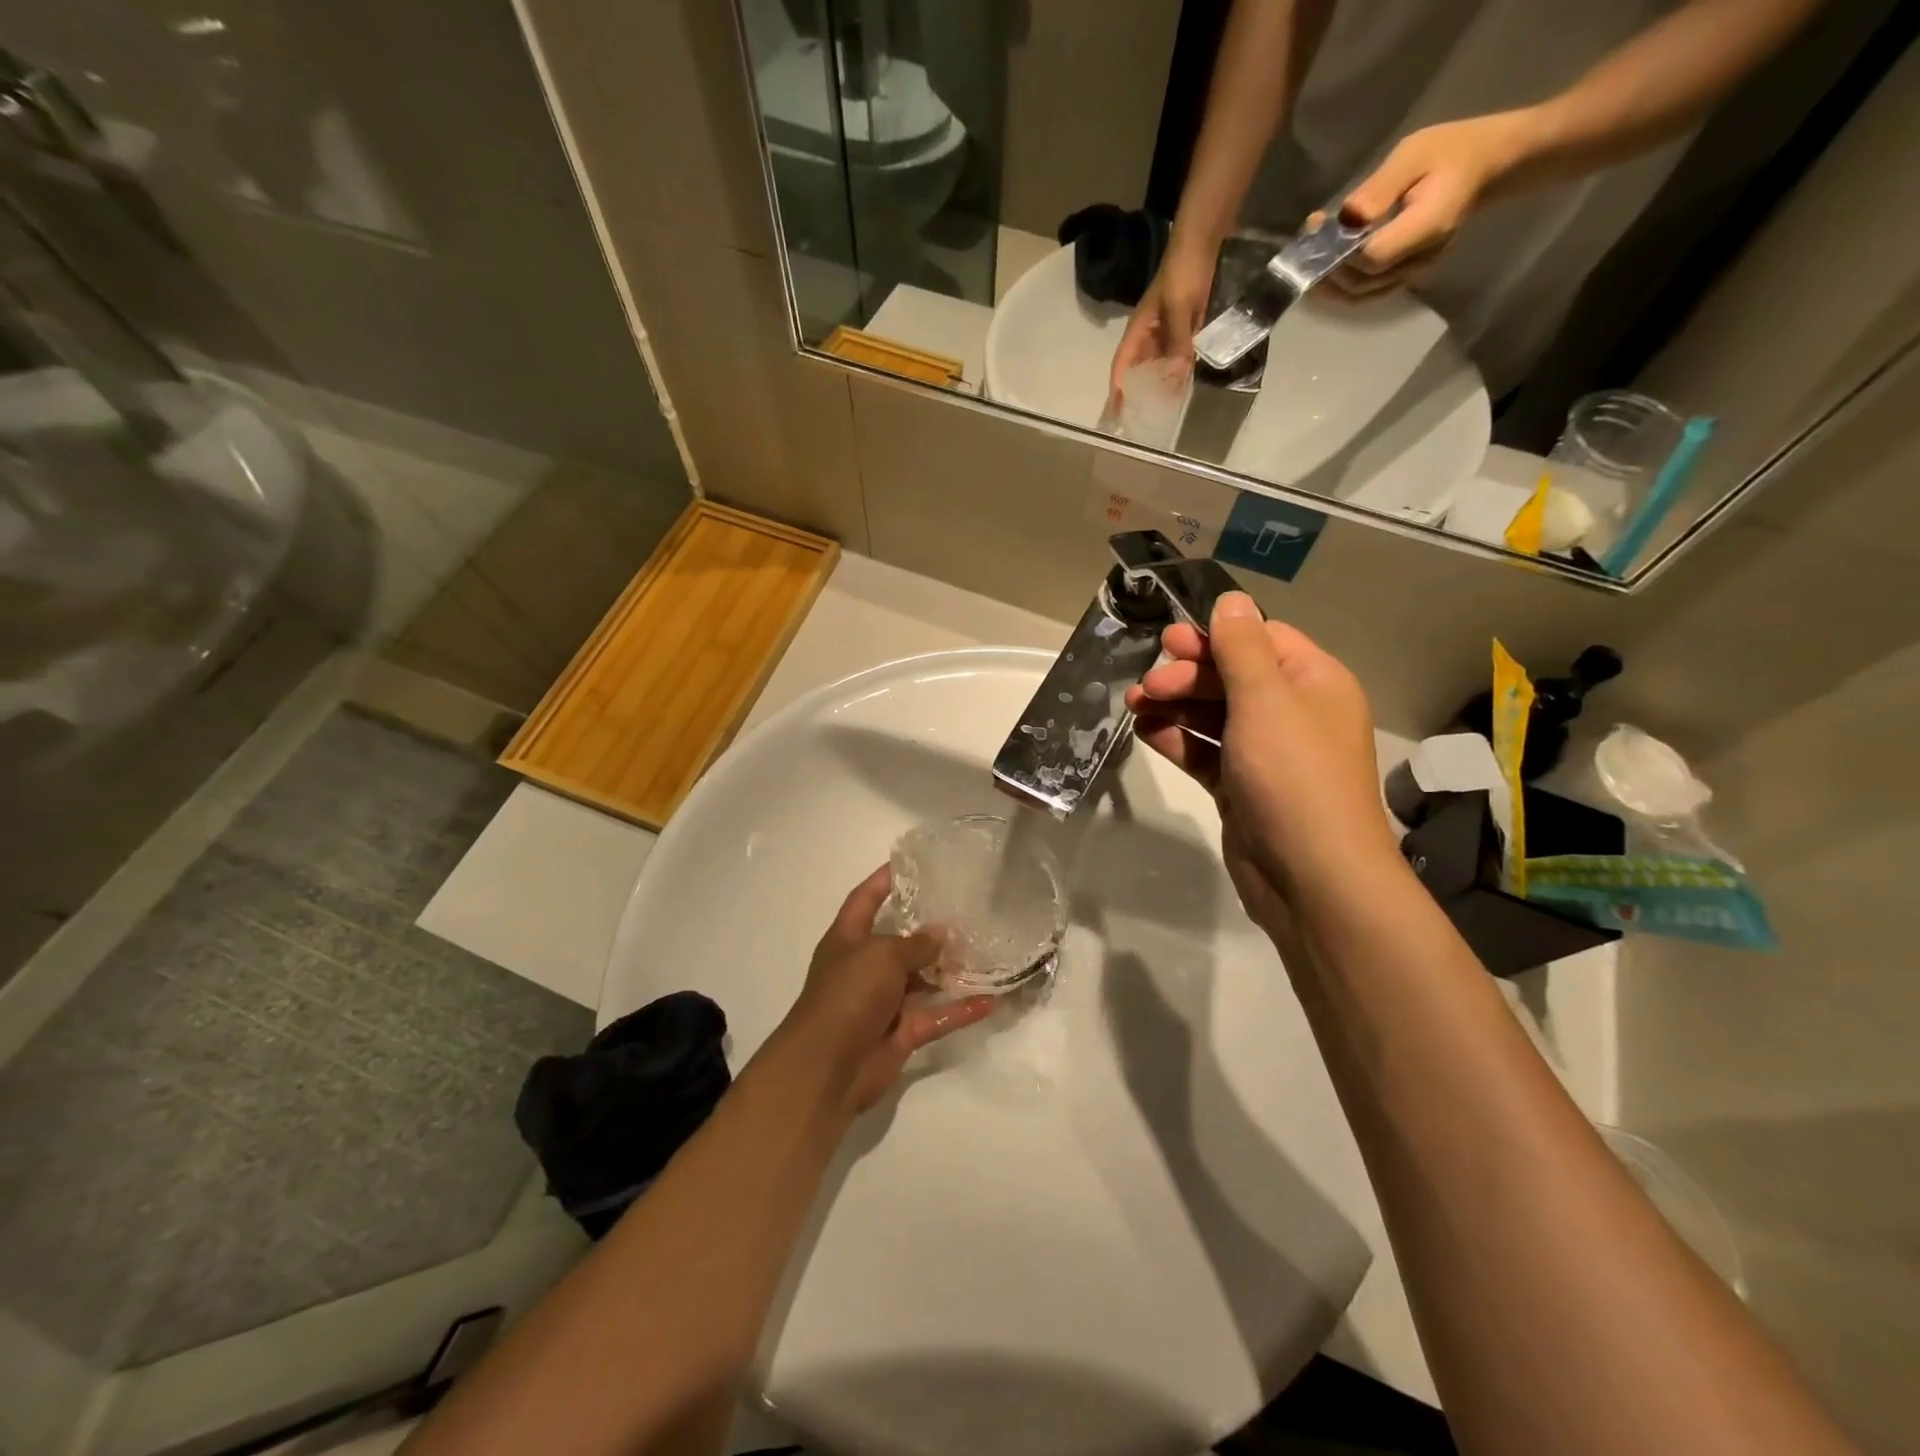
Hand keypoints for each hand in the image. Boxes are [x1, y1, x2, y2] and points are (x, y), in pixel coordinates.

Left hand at [772, 866, 997, 1115]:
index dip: (883, 880)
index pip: (865, 899)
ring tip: (986, 950)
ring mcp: (884, 1001)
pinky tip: (992, 1000)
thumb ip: (916, 944)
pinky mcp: (902, 1032)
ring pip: (923, 980)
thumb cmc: (847, 994)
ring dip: (950, 969)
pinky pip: (937, 1015)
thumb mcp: (882, 955)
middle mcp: (865, 966)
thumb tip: (941, 934)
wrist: (827, 1067)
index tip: (910, 862)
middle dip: (929, 928)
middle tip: (966, 908)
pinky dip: (961, 1009)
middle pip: (900, 940)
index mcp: (848, 939)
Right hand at [1107, 238, 1215, 407]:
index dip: (1117, 390)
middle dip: (1137, 393)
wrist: (1202, 241)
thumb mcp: (1179, 307)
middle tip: (1140, 419)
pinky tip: (1183, 384)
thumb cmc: (1184, 272)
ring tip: (1162, 409)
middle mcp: (1148, 335)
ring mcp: (1166, 331)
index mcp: (1139, 330)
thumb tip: (1177, 376)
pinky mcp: (1183, 326)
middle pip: (1138, 370)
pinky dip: (1178, 370)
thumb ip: (1179, 341)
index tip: (1116, 413)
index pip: (1122, 366)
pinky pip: (1177, 355)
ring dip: (1159, 384)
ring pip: (1158, 365)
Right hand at [1123, 593, 1400, 935]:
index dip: (1213, 638)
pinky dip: (1177, 740)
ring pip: (1213, 715)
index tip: (1168, 644)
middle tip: (1147, 686)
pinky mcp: (1242, 788)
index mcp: (1313, 683)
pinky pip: (1205, 752)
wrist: (1311, 878)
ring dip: (1174, 706)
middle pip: (1232, 677)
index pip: (1260, 640)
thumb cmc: (1292, 777)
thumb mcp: (1266, 701)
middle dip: (1186, 676)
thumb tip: (1232, 599)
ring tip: (1134, 706)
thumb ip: (1242, 648)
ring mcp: (1266, 754)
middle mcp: (1293, 713)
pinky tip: (1146, 733)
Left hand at [1320, 111, 1532, 296]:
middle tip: (1306, 244)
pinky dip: (1344, 283)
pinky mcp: (1405, 273)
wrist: (1487, 164)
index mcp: (1425, 228)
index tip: (1320, 228)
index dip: (1341, 253)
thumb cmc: (1452, 150)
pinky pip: (1369, 290)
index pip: (1372, 259)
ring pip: (1362, 293)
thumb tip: (1346, 217)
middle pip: (1362, 283)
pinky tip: (1328, 266)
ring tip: (1310, 257)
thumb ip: (1380, 188)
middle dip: (1328, 269)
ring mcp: (1413, 271)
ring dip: (1331, 282)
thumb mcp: (1415, 154)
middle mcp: (1418, 260)